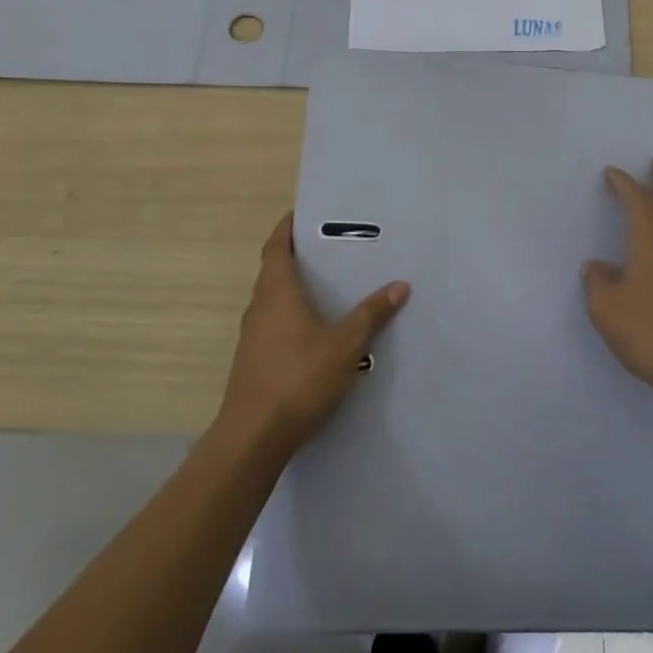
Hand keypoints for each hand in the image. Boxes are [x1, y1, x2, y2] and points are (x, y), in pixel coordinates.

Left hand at [218, 213, 409, 454]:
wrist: (253, 437)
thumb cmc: (298, 379)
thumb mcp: (344, 346)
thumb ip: (371, 314)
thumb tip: (400, 285)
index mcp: (277, 293)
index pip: (276, 247)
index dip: (286, 229)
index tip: (301, 214)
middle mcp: (259, 307)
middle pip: (273, 271)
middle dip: (296, 257)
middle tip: (328, 248)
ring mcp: (252, 336)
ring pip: (272, 300)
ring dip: (293, 288)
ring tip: (326, 286)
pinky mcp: (253, 361)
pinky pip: (273, 324)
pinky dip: (291, 315)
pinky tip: (314, 331)